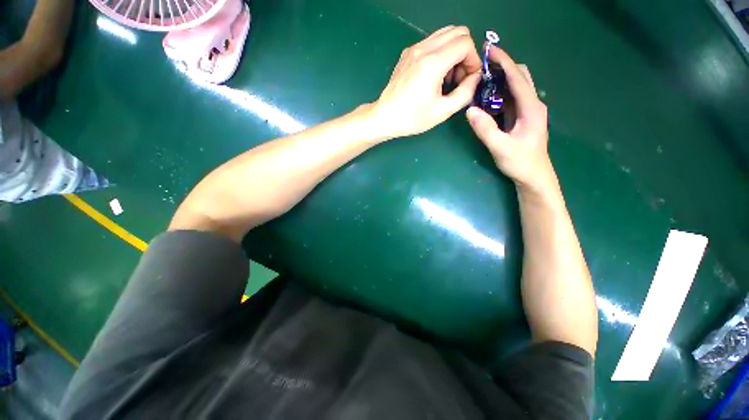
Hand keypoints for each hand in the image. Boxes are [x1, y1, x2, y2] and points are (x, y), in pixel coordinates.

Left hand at [369, 26, 481, 138]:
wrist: (385, 117)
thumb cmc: (412, 118)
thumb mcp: (442, 111)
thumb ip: (465, 93)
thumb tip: (476, 78)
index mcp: (433, 63)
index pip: (465, 43)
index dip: (473, 60)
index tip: (468, 79)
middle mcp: (423, 49)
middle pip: (458, 32)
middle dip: (465, 53)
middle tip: (459, 77)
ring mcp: (413, 49)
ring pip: (445, 34)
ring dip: (453, 51)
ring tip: (447, 77)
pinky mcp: (408, 53)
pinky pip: (432, 42)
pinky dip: (441, 52)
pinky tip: (435, 74)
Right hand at [466, 46, 555, 193]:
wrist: (533, 177)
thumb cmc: (520, 163)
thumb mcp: (501, 147)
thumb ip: (485, 129)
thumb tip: (469, 110)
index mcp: (531, 107)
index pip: (517, 77)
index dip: (504, 62)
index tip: (489, 49)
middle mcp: (532, 104)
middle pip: (520, 76)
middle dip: (503, 67)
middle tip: (482, 65)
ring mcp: (527, 111)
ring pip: (515, 87)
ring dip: (500, 79)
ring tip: (481, 78)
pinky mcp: (521, 118)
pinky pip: (510, 99)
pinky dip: (499, 93)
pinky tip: (486, 97)